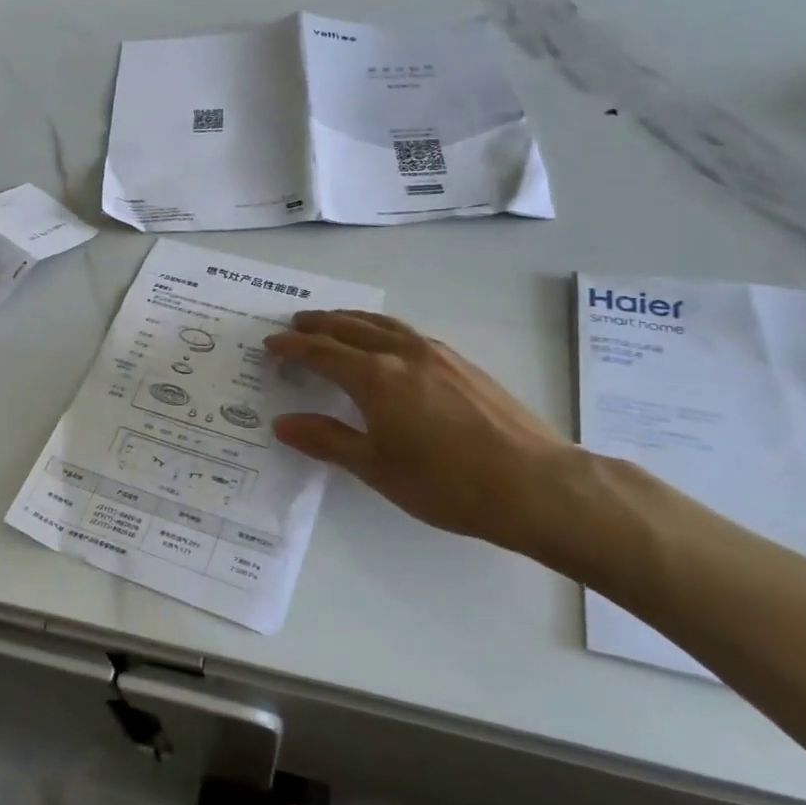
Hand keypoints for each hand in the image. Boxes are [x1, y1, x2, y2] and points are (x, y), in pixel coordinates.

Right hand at [265, 310, 586, 554]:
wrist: (534, 484)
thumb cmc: (445, 482)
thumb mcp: (376, 467)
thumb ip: (327, 440)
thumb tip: (282, 423)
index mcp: (376, 377)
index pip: (322, 352)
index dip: (293, 347)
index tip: (271, 343)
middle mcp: (404, 353)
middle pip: (352, 328)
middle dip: (320, 324)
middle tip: (296, 323)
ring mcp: (439, 355)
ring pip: (385, 324)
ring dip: (353, 320)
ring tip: (336, 323)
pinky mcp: (464, 365)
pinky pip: (409, 334)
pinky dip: (383, 331)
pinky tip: (388, 346)